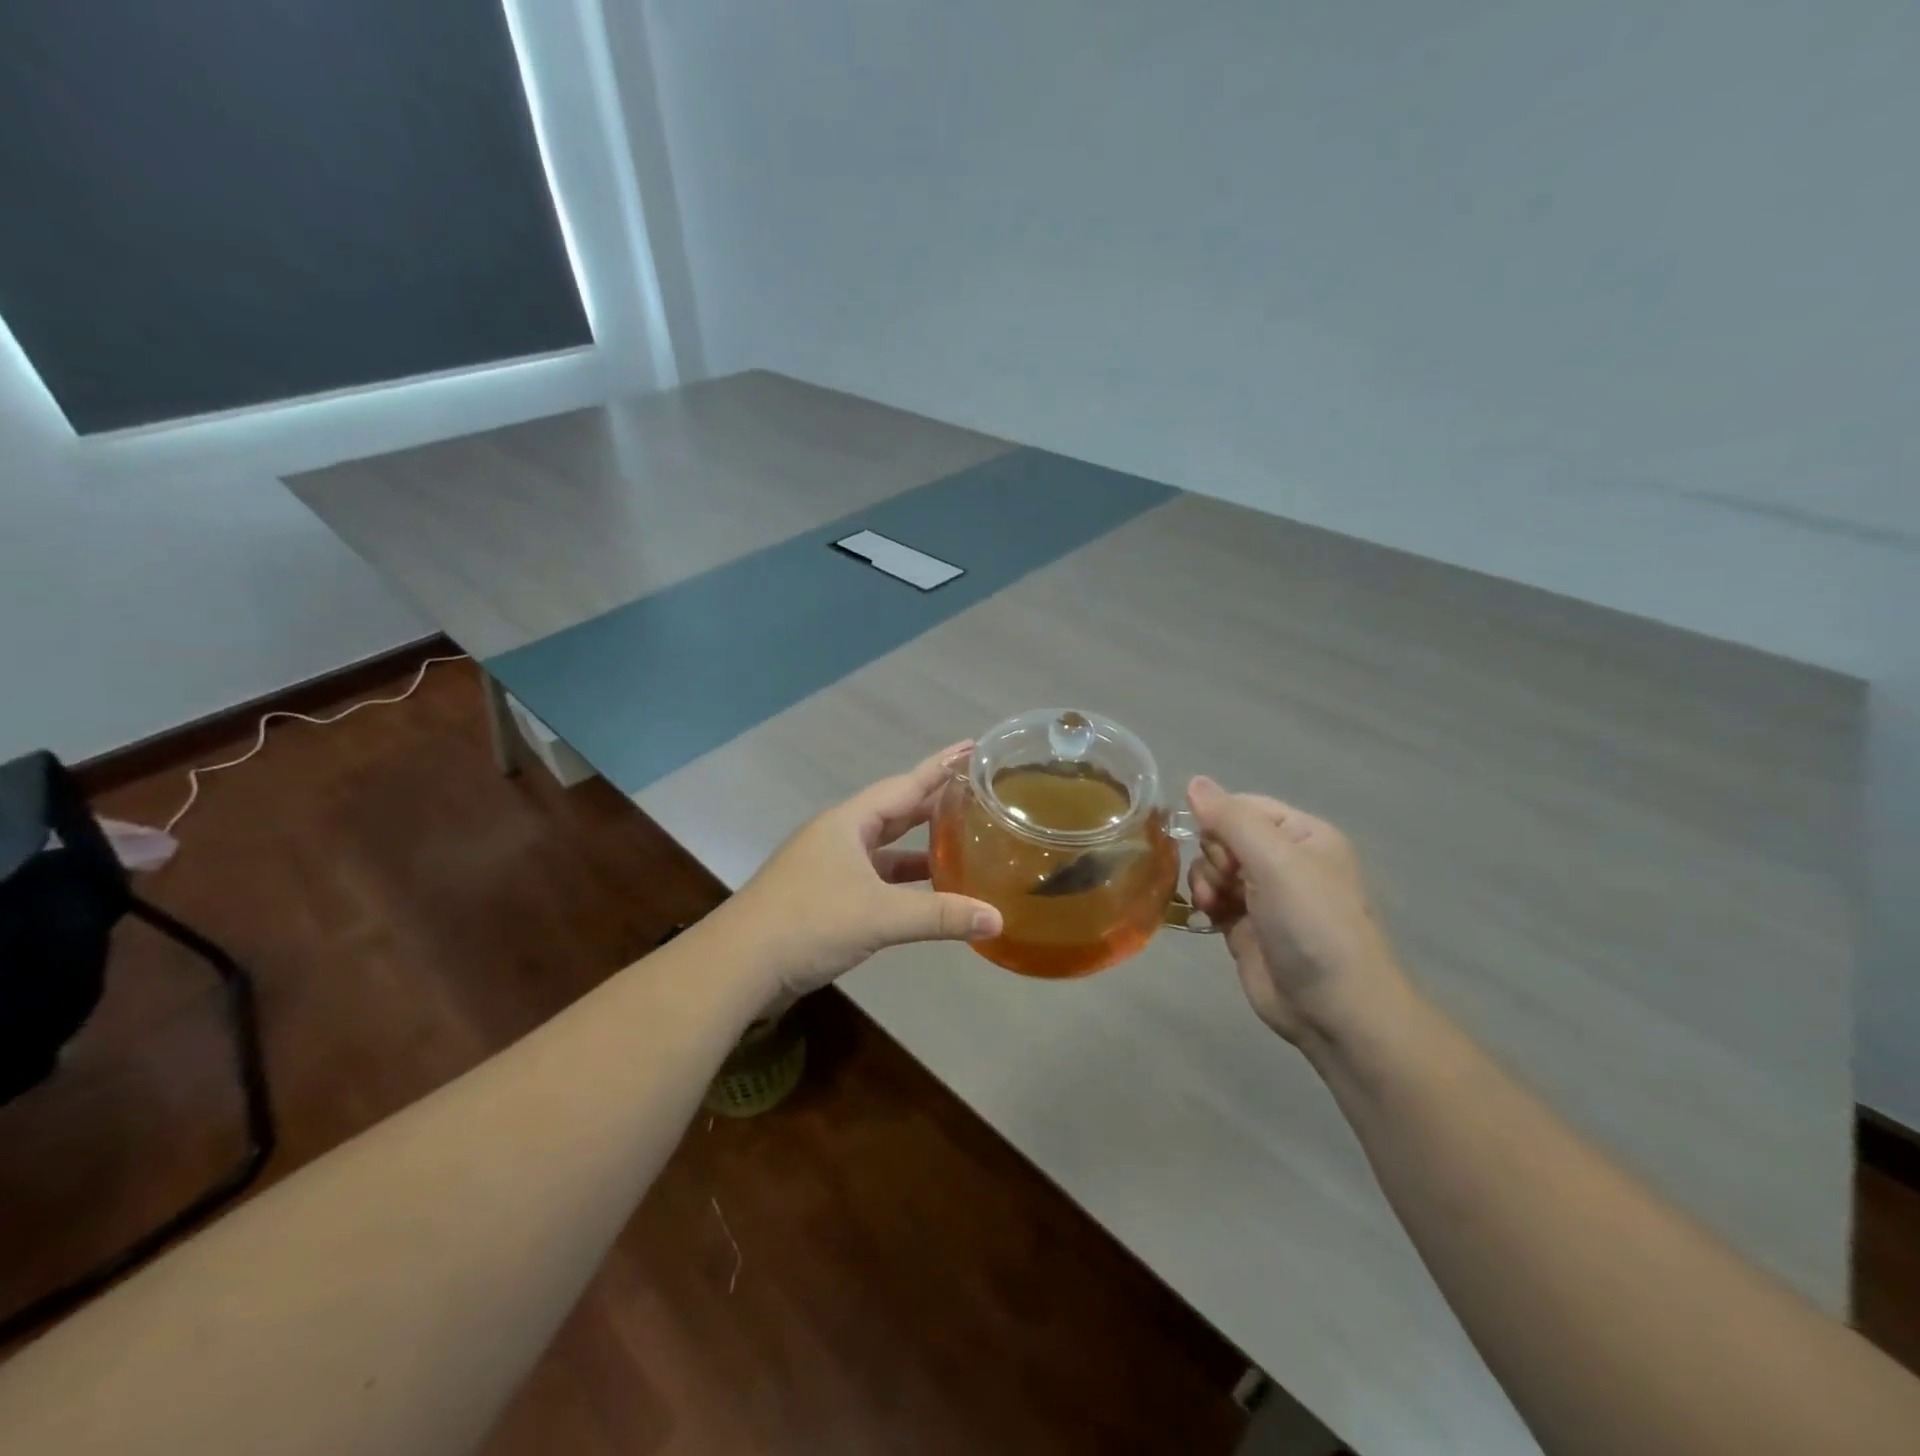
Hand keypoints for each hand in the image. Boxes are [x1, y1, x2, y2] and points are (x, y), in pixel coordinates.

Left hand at [724, 744, 1002, 999]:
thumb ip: (940, 916)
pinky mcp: (824, 895)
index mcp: (849, 822)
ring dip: (919, 847)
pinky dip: (902, 879)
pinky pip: (875, 876)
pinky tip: (925, 891)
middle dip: (934, 804)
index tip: (972, 748)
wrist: (739, 964)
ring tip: (961, 842)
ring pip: (884, 847)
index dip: (941, 767)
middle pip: (896, 811)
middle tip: (976, 796)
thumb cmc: (809, 922)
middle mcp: (839, 835)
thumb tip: (997, 919)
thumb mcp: (880, 916)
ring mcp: (829, 866)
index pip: (906, 785)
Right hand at [1185, 776, 1405, 1045]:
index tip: (1217, 845)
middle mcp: (1282, 860)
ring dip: (1204, 881)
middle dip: (1213, 855)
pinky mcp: (1243, 925)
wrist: (1333, 1007)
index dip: (1219, 820)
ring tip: (1213, 905)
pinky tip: (1207, 916)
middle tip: (1226, 881)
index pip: (1242, 806)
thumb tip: (1193, 781)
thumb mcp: (1275, 861)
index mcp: (1301, 834)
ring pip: (1211, 866)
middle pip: (1222, 836)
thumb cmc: (1311, 923)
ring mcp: (1262, 894)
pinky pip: (1210, 897)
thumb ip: (1231, 819)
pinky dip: (1203, 902)